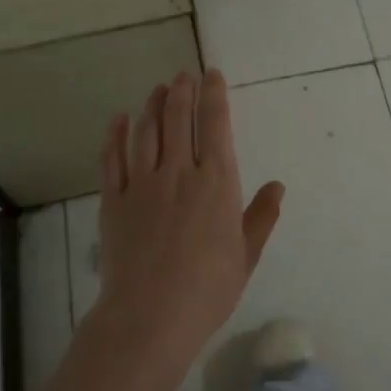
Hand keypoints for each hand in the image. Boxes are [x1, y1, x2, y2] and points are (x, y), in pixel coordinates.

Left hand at [89, 69, 285, 374]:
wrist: (150, 316)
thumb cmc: (208, 288)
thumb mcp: (246, 254)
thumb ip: (261, 216)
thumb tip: (277, 186)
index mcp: (216, 182)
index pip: (215, 124)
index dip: (213, 95)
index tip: (212, 75)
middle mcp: (178, 172)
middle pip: (178, 119)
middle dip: (182, 91)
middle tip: (183, 75)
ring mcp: (142, 184)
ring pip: (146, 131)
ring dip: (152, 105)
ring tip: (157, 89)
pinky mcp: (113, 200)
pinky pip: (112, 158)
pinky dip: (115, 135)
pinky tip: (118, 119)